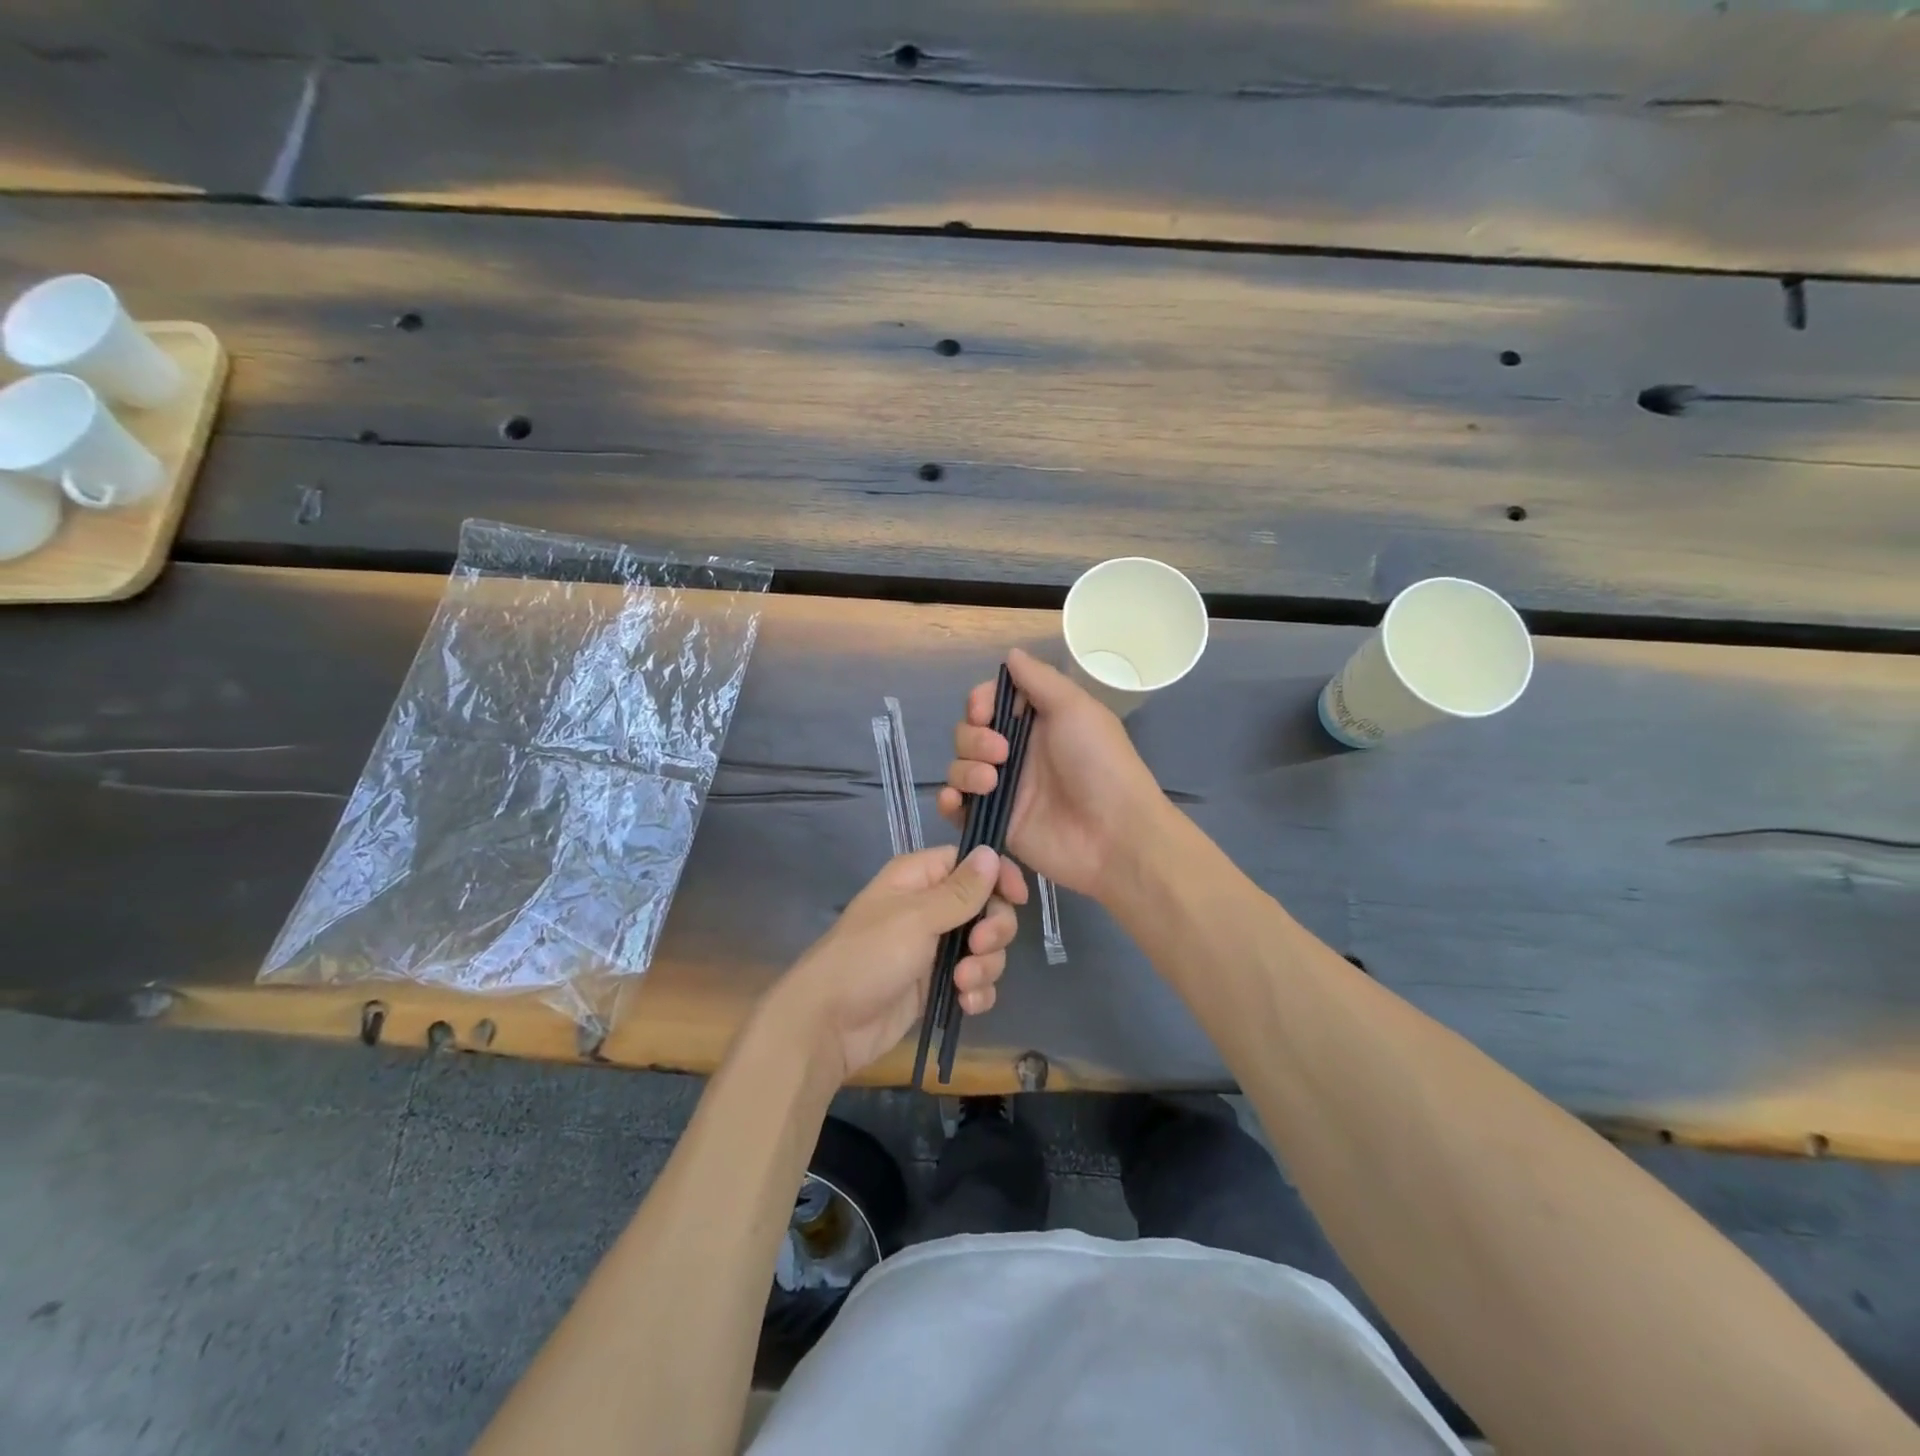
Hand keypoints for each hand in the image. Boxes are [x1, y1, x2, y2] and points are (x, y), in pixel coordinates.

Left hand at [773, 845, 1022, 1080]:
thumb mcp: (916, 918)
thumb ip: (960, 890)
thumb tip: (991, 852)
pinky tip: (964, 1004)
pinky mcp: (937, 985)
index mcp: (919, 878)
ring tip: (962, 983)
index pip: (971, 863)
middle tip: (979, 946)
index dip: (998, 877)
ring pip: (985, 947)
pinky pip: (975, 981)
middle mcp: (930, 908)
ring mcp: (935, 949)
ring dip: (985, 966)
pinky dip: (977, 992)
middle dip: (993, 929)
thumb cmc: (869, 956)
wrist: (830, 1024)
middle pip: (986, 906)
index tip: (1018, 898)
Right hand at [937, 648, 1164, 902]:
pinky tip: (956, 800)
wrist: (1113, 834)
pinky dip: (949, 800)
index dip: (980, 703)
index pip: (991, 703)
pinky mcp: (995, 822)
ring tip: (991, 783)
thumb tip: (1011, 654)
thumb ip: (1039, 680)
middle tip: (1001, 752)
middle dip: (973, 737)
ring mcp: (1005, 789)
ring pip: (960, 766)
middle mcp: (1017, 753)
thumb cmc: (1099, 763)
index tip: (984, 711)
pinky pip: (958, 806)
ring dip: (965, 768)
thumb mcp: (1075, 708)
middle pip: (969, 733)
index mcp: (1037, 723)